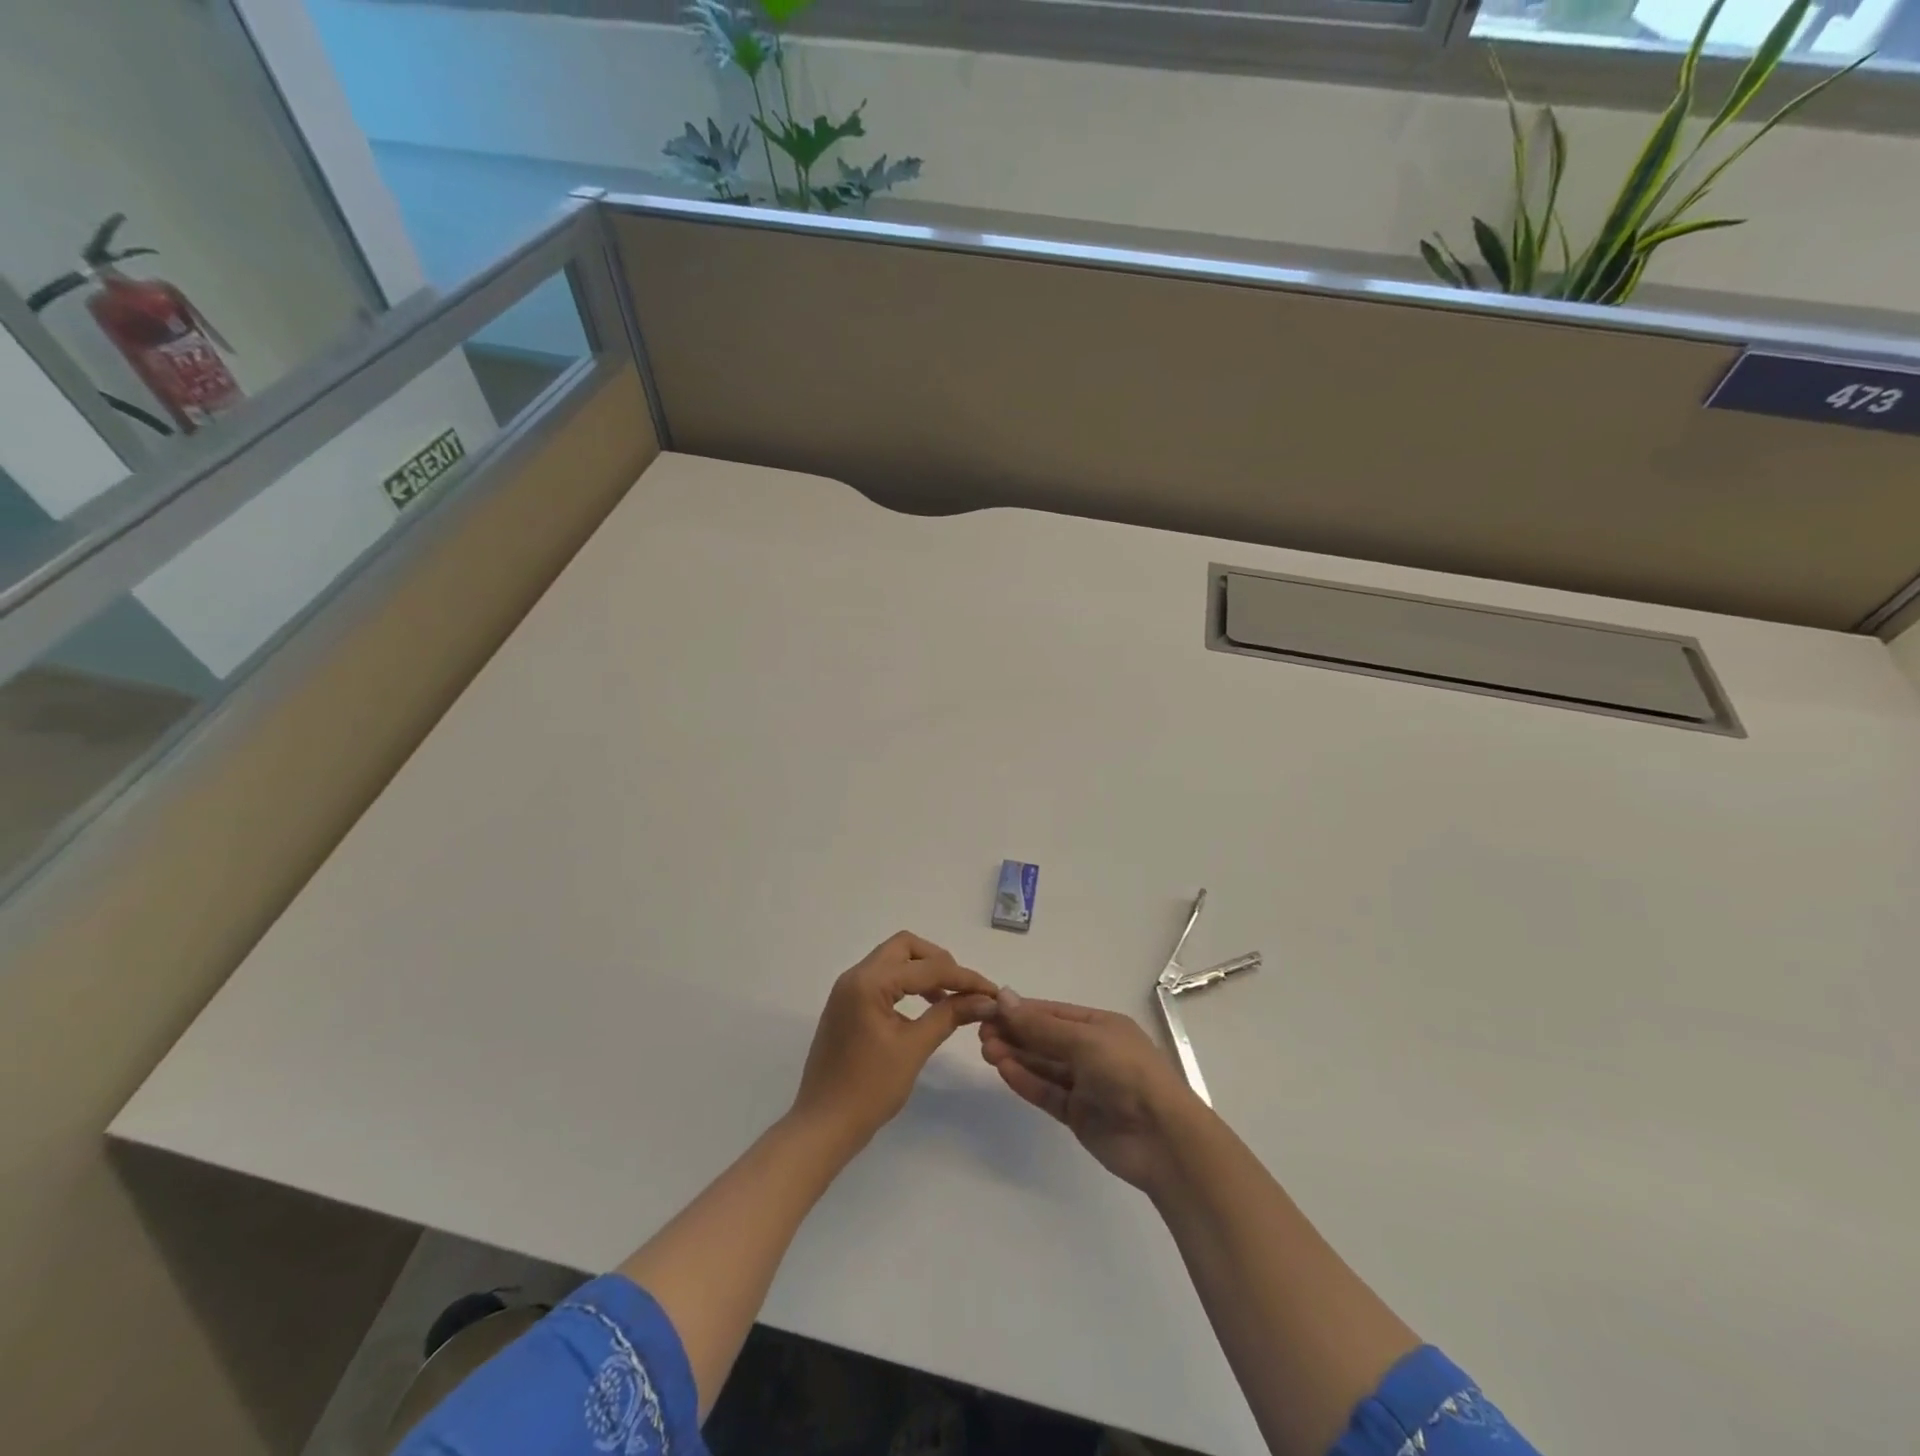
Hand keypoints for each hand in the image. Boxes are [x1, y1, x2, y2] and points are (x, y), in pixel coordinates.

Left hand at [792, 931, 997, 1150]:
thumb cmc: (869, 1089)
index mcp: (869, 982)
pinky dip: (907, 984)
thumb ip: (949, 1015)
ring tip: (949, 999)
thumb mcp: (914, 1049)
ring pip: (893, 960)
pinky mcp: (847, 1005)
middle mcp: (855, 976)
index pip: (927, 967)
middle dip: (939, 962)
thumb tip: (985, 1000)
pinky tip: (925, 1007)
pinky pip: (883, 978)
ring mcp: (848, 990)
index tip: (992, 992)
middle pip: (905, 947)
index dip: (963, 977)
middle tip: (964, 988)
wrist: (823, 1126)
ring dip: (923, 971)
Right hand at [978, 989, 1206, 1193]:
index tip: (989, 1008)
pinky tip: (1004, 1071)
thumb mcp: (1083, 1040)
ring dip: (1016, 1056)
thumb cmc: (1127, 1072)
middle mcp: (1092, 1051)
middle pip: (1046, 1039)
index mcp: (1101, 1026)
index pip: (1053, 1013)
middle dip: (1015, 1034)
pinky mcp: (1079, 1115)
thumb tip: (1004, 998)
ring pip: (1044, 1066)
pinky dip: (1026, 1081)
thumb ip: (1041, 1026)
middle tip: (980, 1032)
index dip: (1022, 1010)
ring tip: (985, 1050)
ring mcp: (1086, 1085)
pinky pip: (1048, 1092)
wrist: (1162, 1138)